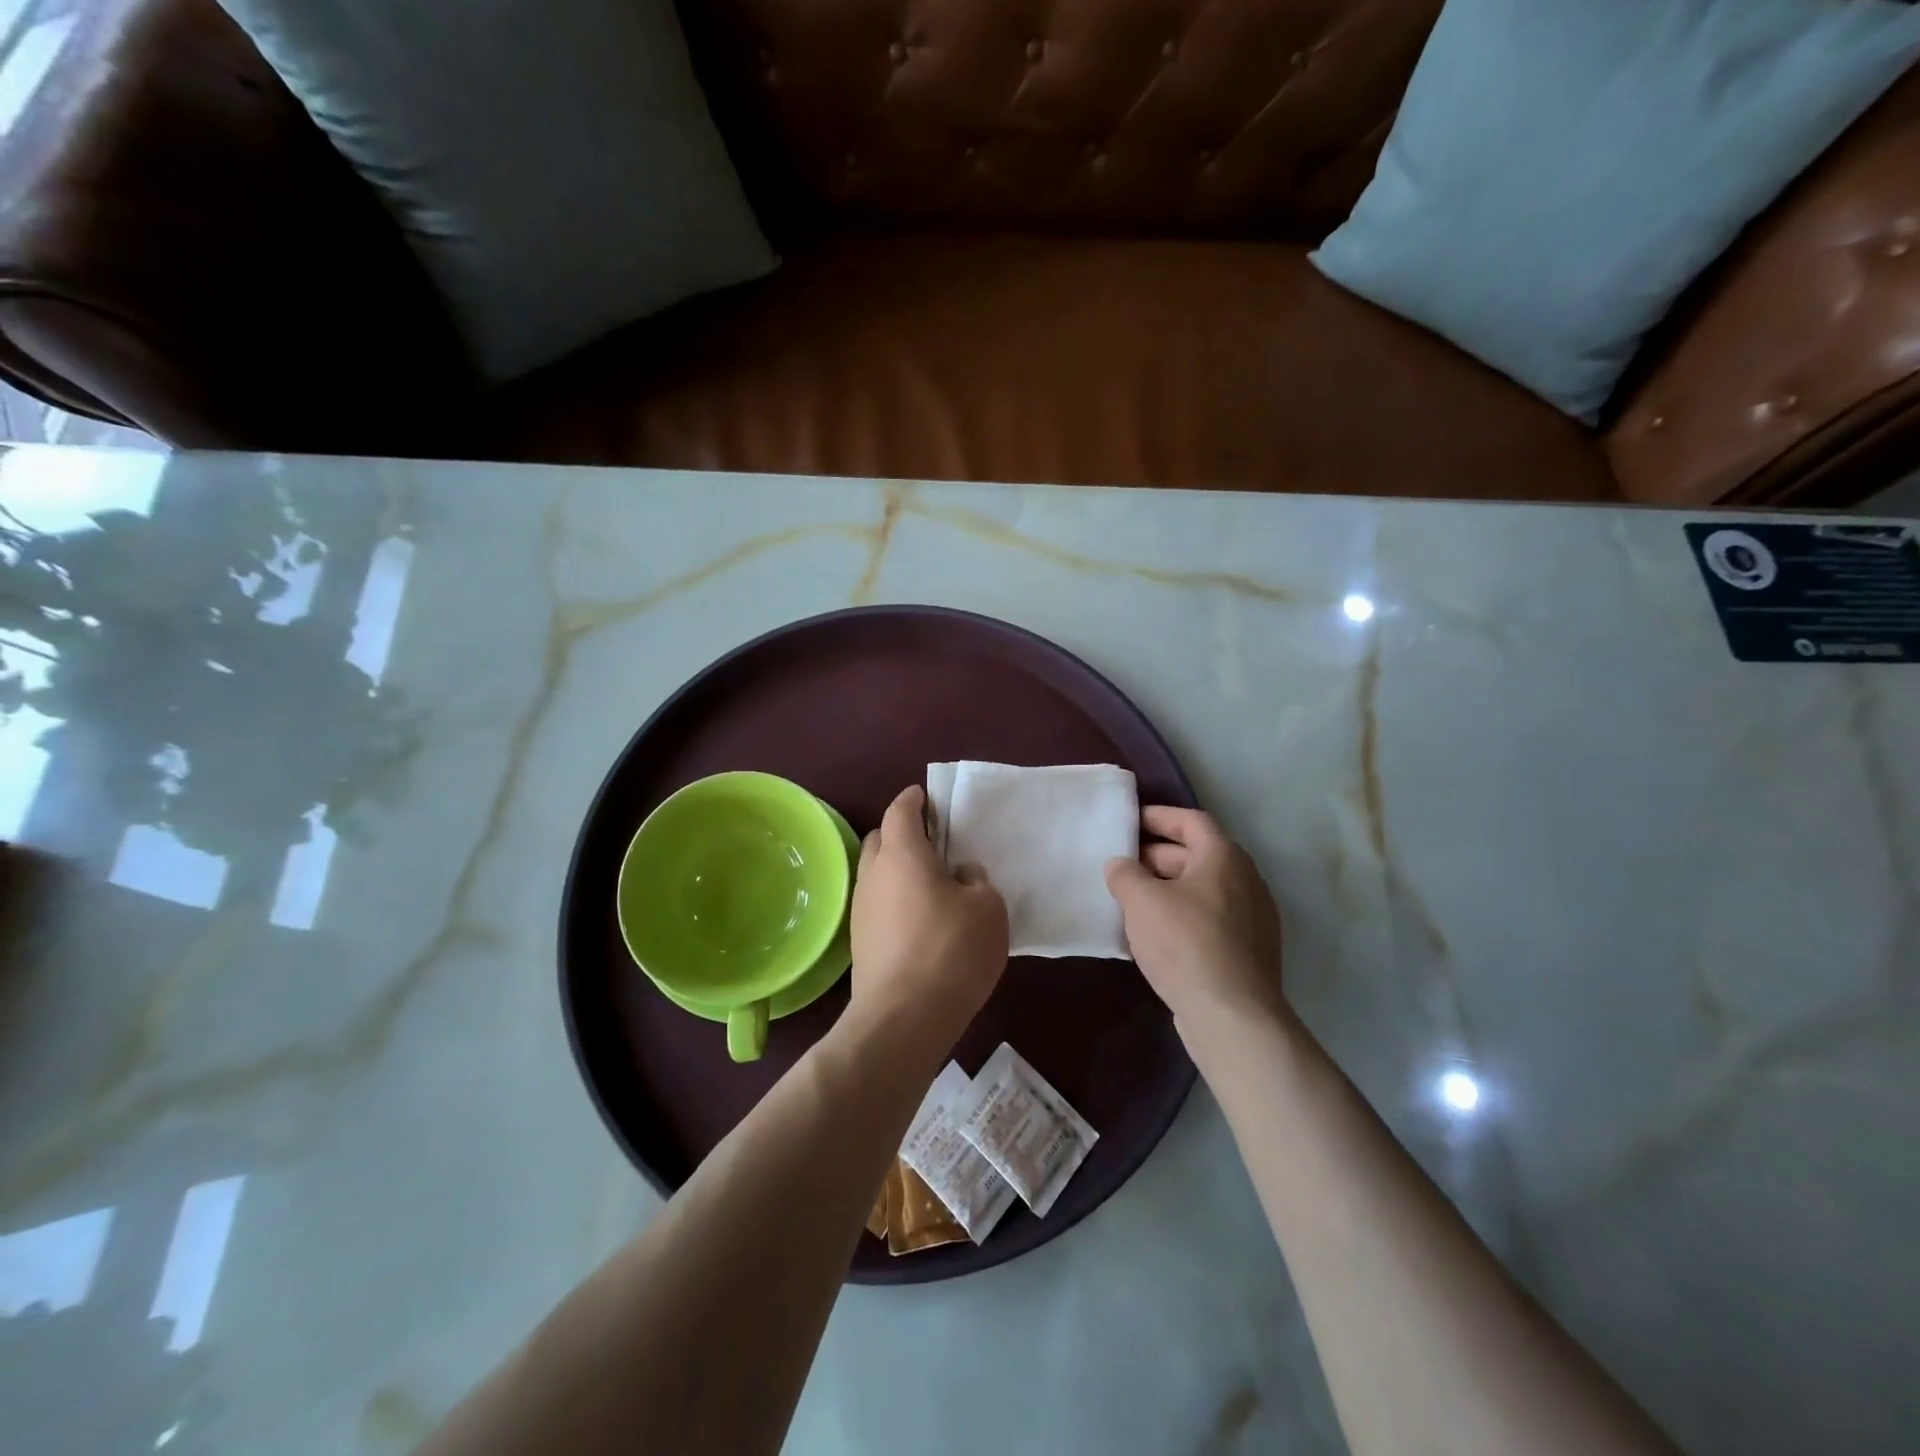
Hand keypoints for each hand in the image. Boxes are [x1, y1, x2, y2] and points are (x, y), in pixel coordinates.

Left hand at [850, 786, 1009, 1040]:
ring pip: (877, 874)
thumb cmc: (951, 950)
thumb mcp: (987, 908)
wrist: (903, 1018)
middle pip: (880, 839)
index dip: (913, 799)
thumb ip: (976, 881)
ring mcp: (861, 910)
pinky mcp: (860, 943)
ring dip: (898, 871)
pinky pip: (878, 905)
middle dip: (901, 833)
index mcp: (902, 854)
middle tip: (933, 844)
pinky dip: (895, 901)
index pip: (900, 811)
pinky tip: (921, 921)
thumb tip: (959, 875)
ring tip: (932, 886)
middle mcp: (874, 875)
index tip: (926, 796)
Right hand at [1105, 806, 1283, 1026]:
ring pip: (1203, 890)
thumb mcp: (1141, 900)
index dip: (1159, 817)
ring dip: (1168, 889)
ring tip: (1131, 899)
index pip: (1191, 821)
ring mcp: (1253, 919)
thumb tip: (1120, 865)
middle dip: (1157, 856)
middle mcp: (1246, 880)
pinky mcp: (1249, 952)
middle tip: (1122, 864)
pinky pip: (1210, 920)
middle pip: (1197, 855)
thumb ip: (1125, 874)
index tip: (1130, 821)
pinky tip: (1154, 935)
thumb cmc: (1185, 943)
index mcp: (1224, 857)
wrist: (1232, 1016)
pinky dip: (1182, 916)